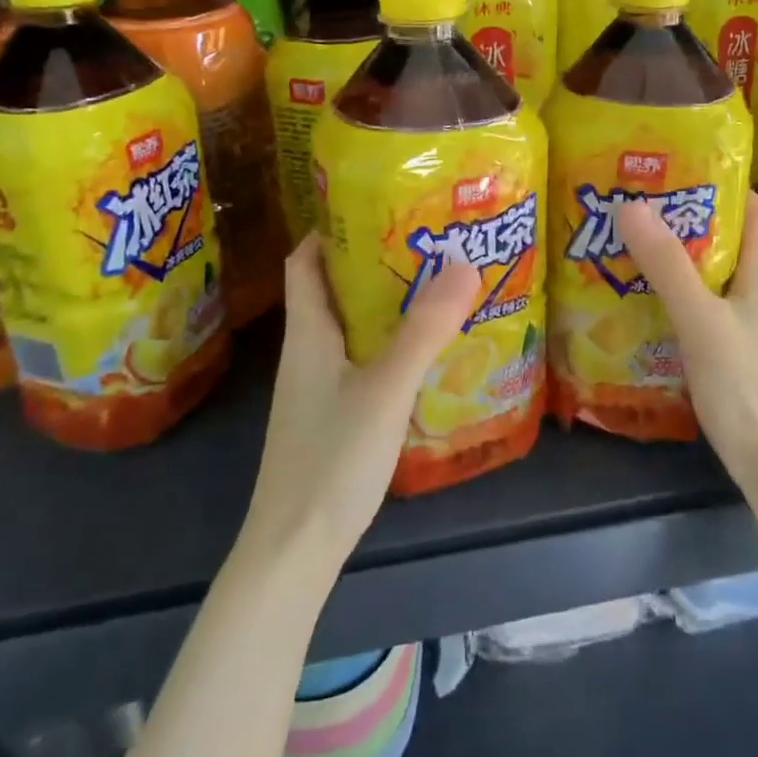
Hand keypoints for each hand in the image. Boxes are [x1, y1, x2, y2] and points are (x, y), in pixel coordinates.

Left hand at [241, 234, 480, 581]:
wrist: (294, 551)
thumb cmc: (332, 458)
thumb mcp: (386, 387)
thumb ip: (424, 329)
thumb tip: (463, 262)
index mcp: (308, 333)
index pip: (305, 262)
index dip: (331, 229)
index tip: (377, 205)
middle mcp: (307, 353)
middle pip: (332, 290)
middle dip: (373, 262)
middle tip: (426, 242)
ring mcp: (317, 388)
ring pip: (349, 327)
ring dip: (384, 303)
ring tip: (435, 287)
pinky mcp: (332, 416)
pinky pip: (359, 360)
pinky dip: (387, 343)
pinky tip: (423, 352)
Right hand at [617, 191, 757, 493]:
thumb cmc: (745, 384)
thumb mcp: (701, 318)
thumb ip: (667, 265)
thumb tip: (631, 205)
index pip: (753, 209)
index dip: (720, 184)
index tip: (673, 170)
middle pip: (724, 239)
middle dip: (683, 220)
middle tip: (634, 207)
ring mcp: (746, 323)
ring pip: (709, 275)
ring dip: (674, 259)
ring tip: (626, 245)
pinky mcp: (731, 350)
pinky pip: (700, 307)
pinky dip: (673, 295)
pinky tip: (639, 300)